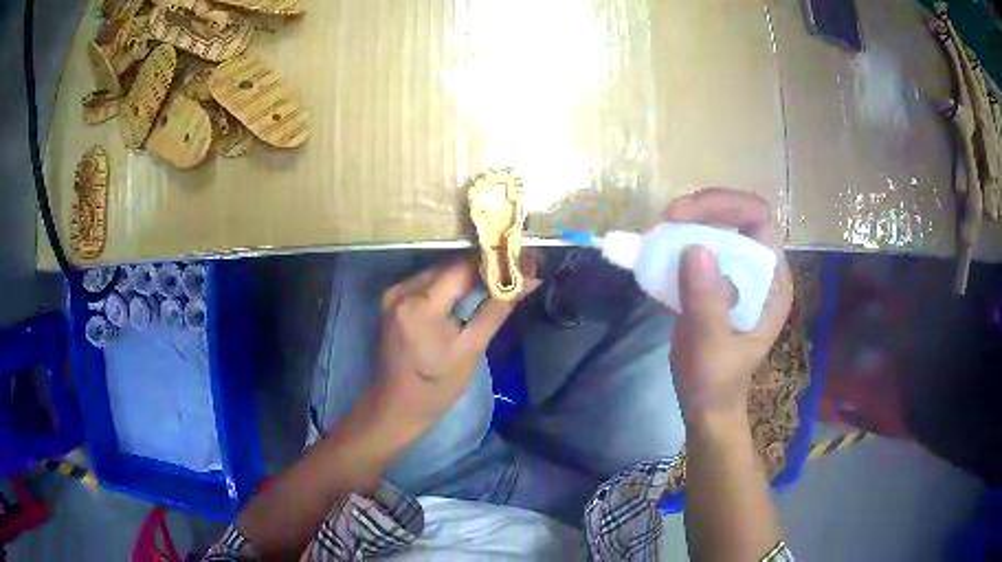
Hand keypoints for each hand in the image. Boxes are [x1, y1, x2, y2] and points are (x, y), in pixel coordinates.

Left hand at [366, 256, 538, 438]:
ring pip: (439, 271)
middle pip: (449, 266)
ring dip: (467, 274)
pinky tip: (470, 290)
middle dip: (483, 266)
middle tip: (516, 269)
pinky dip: (450, 284)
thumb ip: (497, 309)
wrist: (396, 405)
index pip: (462, 267)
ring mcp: (394, 293)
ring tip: (499, 277)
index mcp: (420, 304)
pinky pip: (427, 282)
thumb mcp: (471, 349)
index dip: (494, 261)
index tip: (522, 261)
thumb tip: (530, 280)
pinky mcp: (392, 299)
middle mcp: (402, 290)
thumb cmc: (436, 386)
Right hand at [664, 188, 792, 423]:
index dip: (724, 206)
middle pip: (736, 216)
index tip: (682, 217)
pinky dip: (678, 244)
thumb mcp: (711, 347)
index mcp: (772, 280)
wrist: (706, 406)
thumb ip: (707, 301)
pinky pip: (699, 248)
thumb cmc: (716, 382)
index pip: (758, 219)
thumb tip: (695, 247)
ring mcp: (737, 275)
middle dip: (702, 210)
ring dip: (687, 225)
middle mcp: (759, 269)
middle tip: (666, 221)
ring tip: (659, 235)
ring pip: (716, 228)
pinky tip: (658, 253)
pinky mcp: (715, 283)